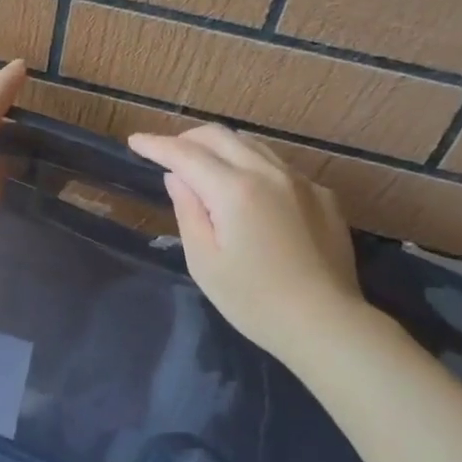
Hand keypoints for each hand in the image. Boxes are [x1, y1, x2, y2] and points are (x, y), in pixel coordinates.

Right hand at [128, 124, 365, 361]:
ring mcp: (302, 182)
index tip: (135, 141)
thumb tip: (177, 178)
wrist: (325, 324)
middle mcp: (269, 173)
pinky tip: (249, 193)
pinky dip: (253, 167)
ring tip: (203, 167)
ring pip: (253, 146)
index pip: (186, 154)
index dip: (157, 145)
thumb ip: (188, 211)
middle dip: (187, 138)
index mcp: (234, 189)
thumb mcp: (204, 261)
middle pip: (220, 136)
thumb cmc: (253, 300)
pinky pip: (279, 167)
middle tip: (166, 153)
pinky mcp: (323, 197)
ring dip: (221, 148)